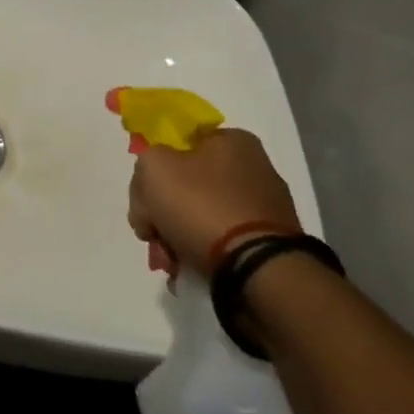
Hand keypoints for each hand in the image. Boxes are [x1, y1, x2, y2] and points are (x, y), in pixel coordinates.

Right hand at [128, 128, 298, 278]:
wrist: (256, 268)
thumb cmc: (201, 205)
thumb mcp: (153, 167)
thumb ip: (145, 164)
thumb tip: (154, 191)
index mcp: (233, 141)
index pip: (180, 145)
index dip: (155, 170)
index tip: (144, 198)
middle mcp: (255, 169)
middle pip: (188, 185)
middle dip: (162, 213)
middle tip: (151, 234)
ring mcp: (266, 209)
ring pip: (202, 218)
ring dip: (177, 238)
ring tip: (168, 262)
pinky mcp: (269, 245)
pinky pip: (224, 244)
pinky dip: (203, 255)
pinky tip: (187, 271)